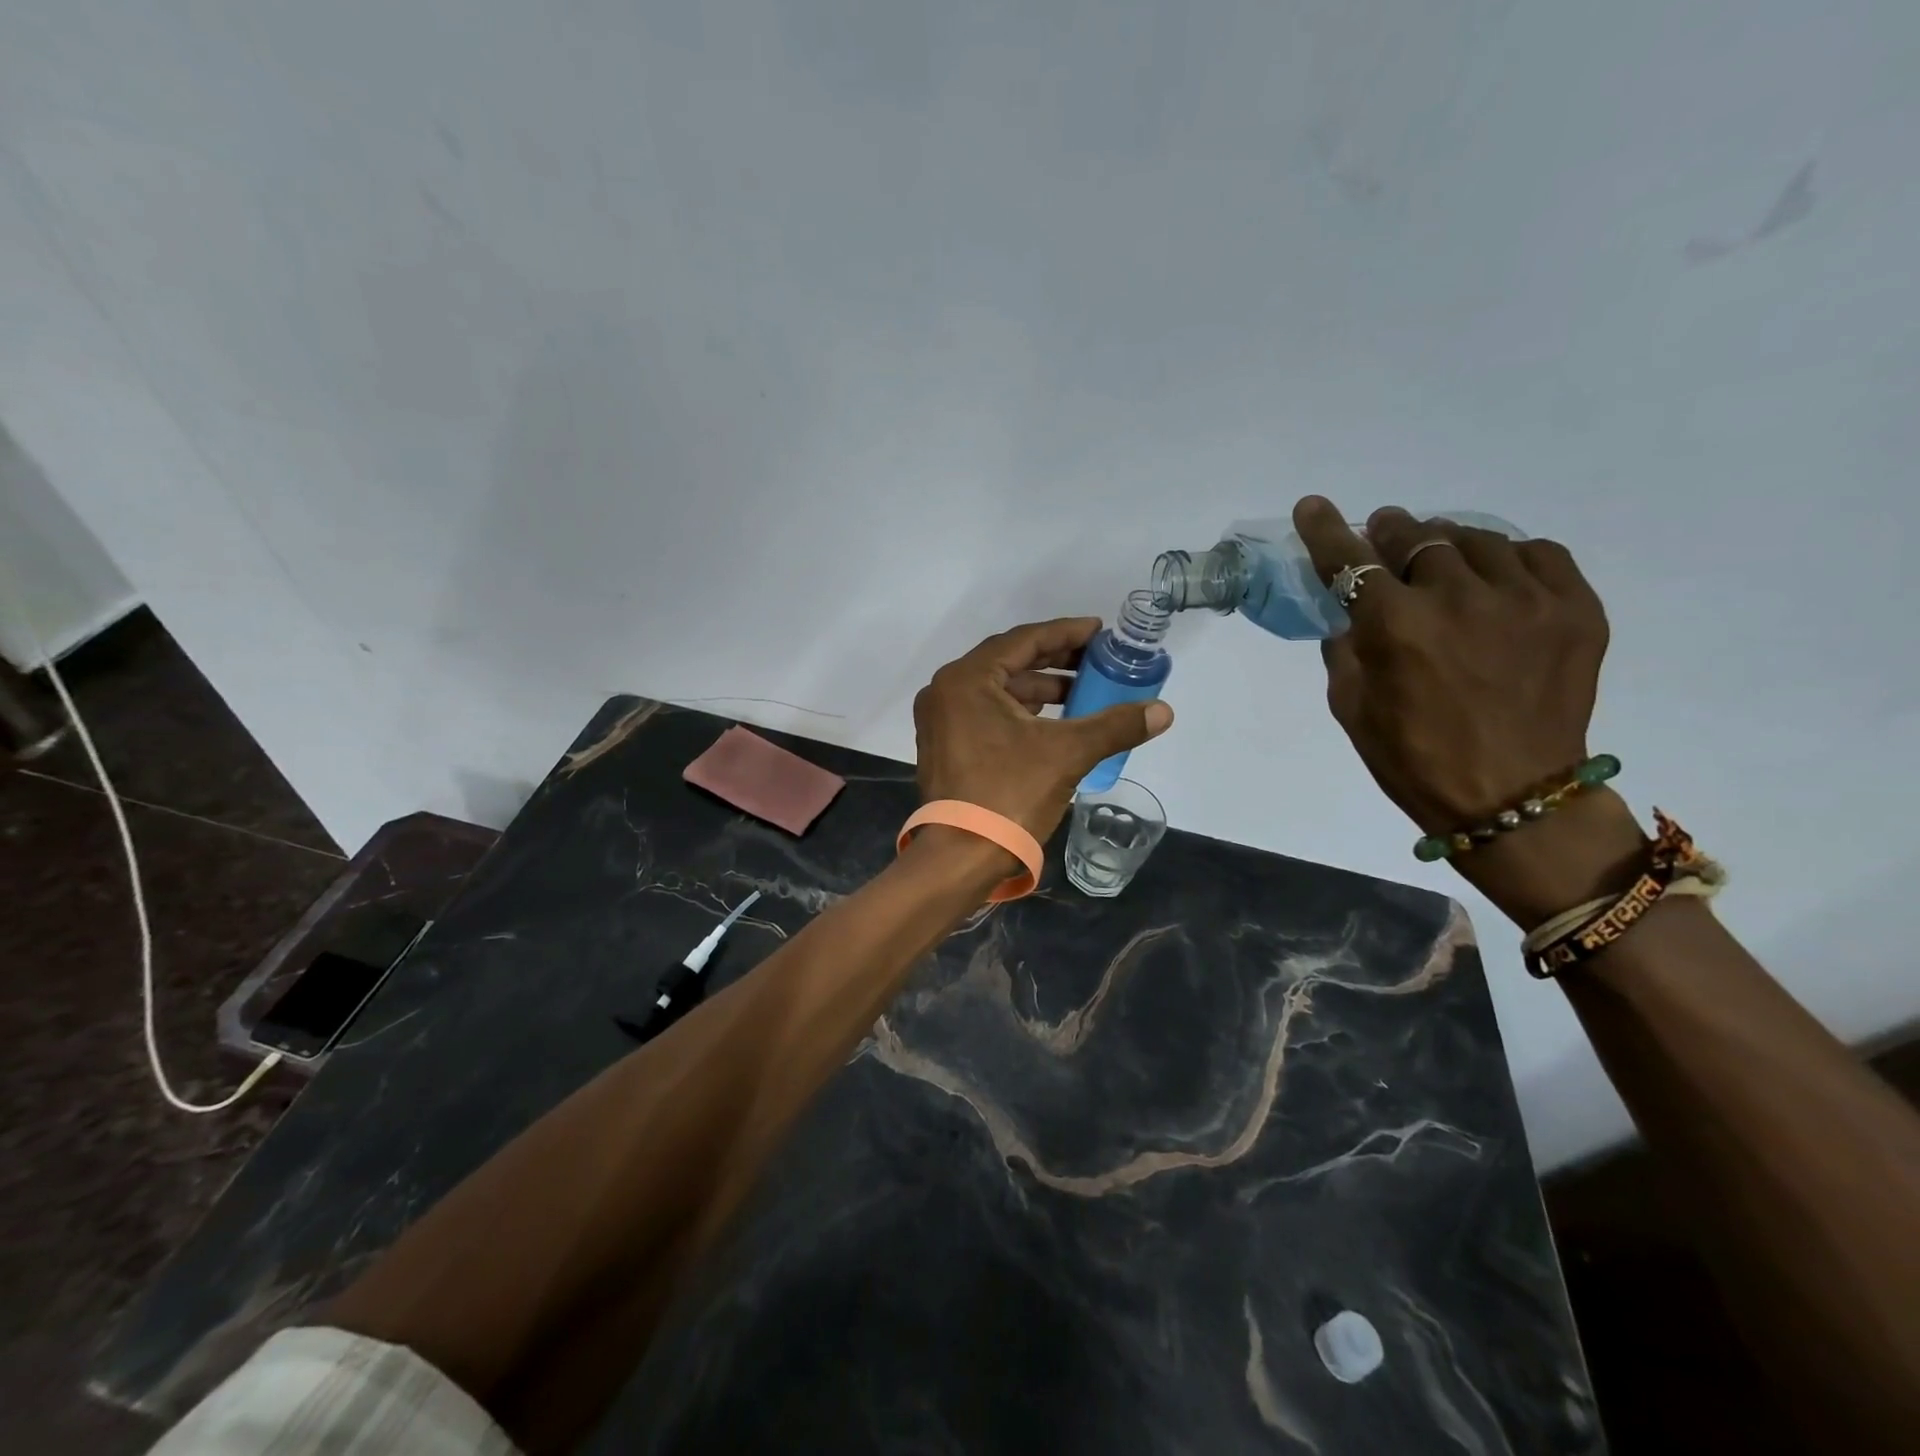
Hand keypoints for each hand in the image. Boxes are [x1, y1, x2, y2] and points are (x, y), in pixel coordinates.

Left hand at [913, 618, 1174, 841]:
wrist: (962, 856)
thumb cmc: (1009, 795)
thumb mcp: (1067, 754)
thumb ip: (1115, 725)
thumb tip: (1163, 711)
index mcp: (966, 680)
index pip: (1023, 641)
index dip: (1066, 633)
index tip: (1100, 631)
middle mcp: (946, 691)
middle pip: (1008, 662)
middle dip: (1055, 660)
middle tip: (1096, 660)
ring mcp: (941, 720)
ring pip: (997, 690)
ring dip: (1039, 688)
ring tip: (1082, 692)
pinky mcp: (944, 745)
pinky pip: (987, 712)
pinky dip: (1020, 711)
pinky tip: (1051, 720)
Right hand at [1294, 497, 1643, 924]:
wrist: (1513, 798)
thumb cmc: (1413, 759)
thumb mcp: (1351, 707)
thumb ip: (1345, 650)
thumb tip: (1350, 615)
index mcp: (1396, 627)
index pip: (1350, 560)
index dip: (1326, 530)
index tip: (1313, 506)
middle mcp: (1459, 599)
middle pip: (1416, 537)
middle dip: (1390, 534)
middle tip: (1382, 539)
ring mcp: (1525, 599)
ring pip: (1476, 539)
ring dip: (1446, 545)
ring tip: (1440, 562)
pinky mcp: (1575, 608)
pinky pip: (1537, 554)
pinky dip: (1508, 558)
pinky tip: (1496, 578)